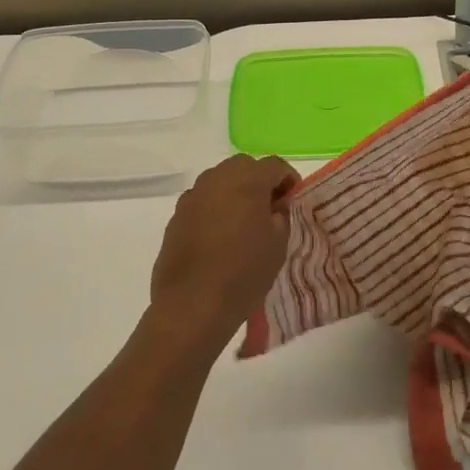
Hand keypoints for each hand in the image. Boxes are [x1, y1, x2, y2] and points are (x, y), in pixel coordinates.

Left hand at [147, 154, 298, 352]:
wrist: (192, 304)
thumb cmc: (244, 273)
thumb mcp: (278, 244)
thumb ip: (280, 215)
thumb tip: (274, 205)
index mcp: (247, 181)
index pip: (274, 165)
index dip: (288, 179)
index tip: (293, 198)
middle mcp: (217, 180)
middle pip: (243, 165)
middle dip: (259, 179)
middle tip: (269, 206)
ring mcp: (193, 196)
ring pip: (219, 179)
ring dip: (234, 190)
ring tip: (243, 220)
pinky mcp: (176, 216)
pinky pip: (202, 200)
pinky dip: (214, 207)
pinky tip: (219, 234)